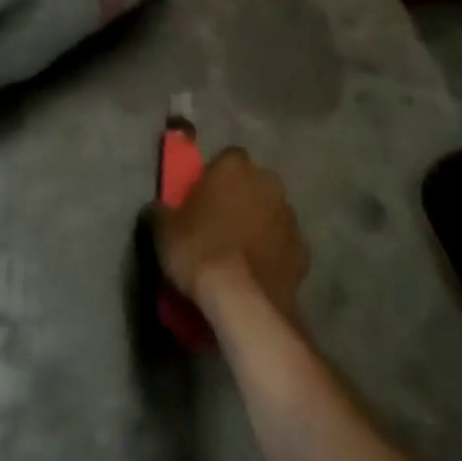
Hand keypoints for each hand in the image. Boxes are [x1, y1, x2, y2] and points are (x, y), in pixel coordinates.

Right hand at [153, 148, 308, 319]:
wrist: (244, 302)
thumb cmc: (199, 250)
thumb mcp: (164, 229)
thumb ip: (161, 210)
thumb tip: (158, 208)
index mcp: (234, 166)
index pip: (226, 157)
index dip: (214, 176)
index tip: (201, 196)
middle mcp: (267, 182)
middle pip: (252, 183)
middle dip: (240, 198)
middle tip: (218, 223)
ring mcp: (289, 217)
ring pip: (270, 213)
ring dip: (258, 225)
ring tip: (238, 254)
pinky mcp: (303, 252)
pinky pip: (283, 246)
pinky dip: (273, 255)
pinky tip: (256, 275)